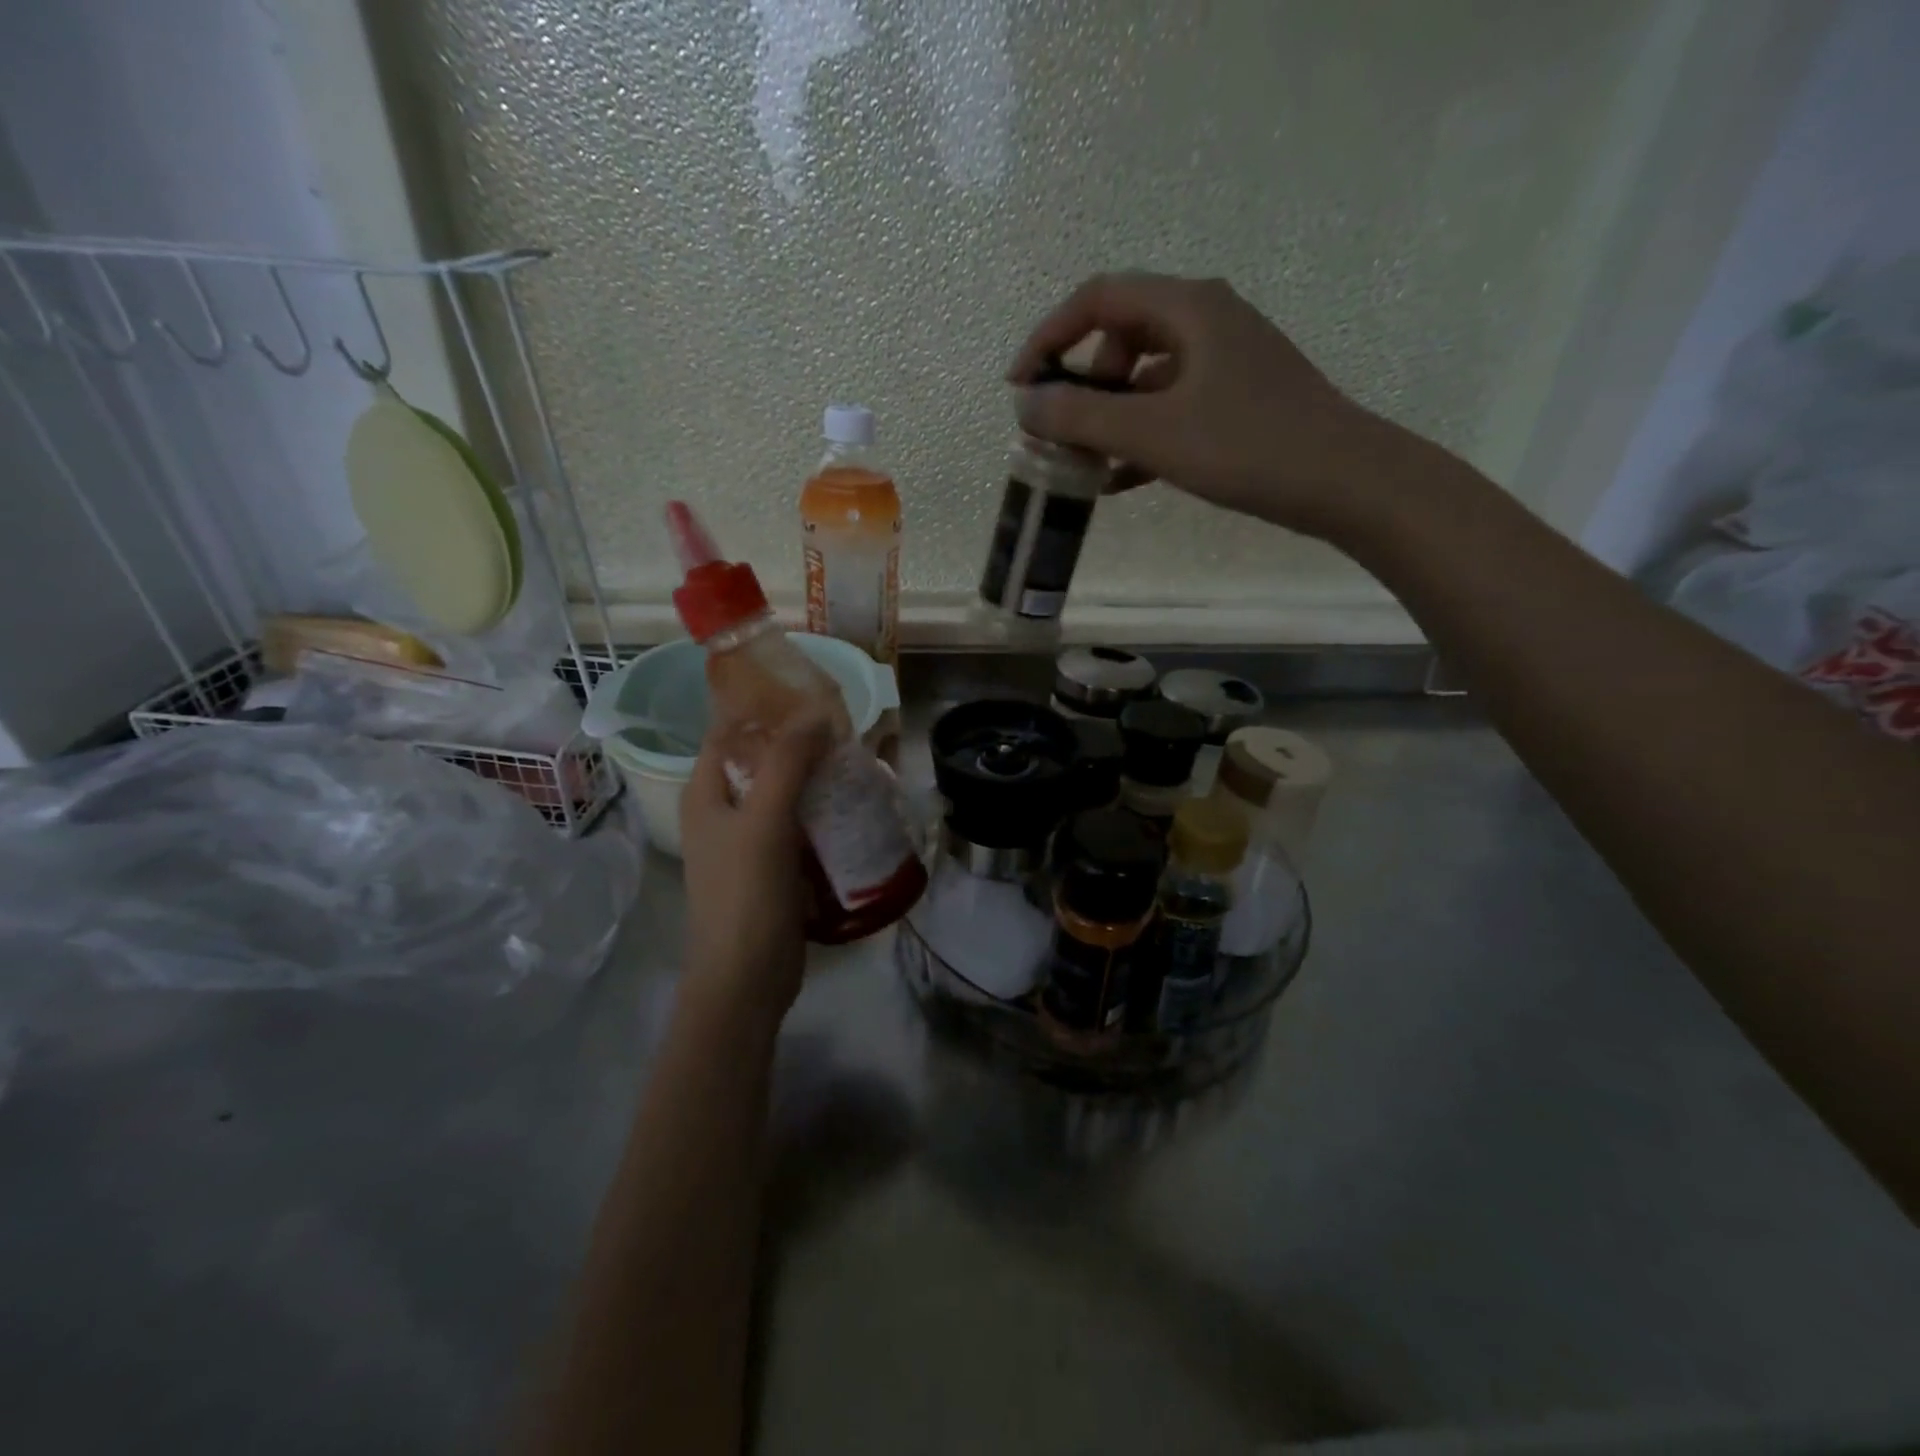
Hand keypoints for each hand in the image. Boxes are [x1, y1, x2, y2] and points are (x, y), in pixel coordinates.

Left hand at [678, 715, 828, 1028]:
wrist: (745, 979)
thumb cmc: (745, 894)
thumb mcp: (765, 821)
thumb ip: (788, 763)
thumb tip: (816, 712)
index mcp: (705, 793)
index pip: (727, 732)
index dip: (760, 707)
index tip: (806, 690)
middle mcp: (721, 811)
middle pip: (758, 761)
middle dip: (796, 742)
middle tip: (841, 724)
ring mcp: (746, 842)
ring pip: (781, 794)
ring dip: (812, 777)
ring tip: (853, 758)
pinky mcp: (772, 867)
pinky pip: (796, 825)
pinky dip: (819, 810)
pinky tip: (850, 804)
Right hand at [1007, 272, 1406, 537]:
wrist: (1344, 481)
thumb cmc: (1247, 446)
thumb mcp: (1153, 432)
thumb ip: (1083, 417)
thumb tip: (1026, 405)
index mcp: (1188, 308)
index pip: (1099, 298)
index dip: (1050, 336)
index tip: (1019, 385)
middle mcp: (1206, 321)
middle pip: (1121, 335)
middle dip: (1081, 383)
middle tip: (1061, 432)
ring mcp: (1224, 362)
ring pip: (1145, 378)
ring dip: (1107, 416)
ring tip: (1083, 464)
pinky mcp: (1236, 400)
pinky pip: (1170, 408)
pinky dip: (1139, 437)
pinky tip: (1117, 481)